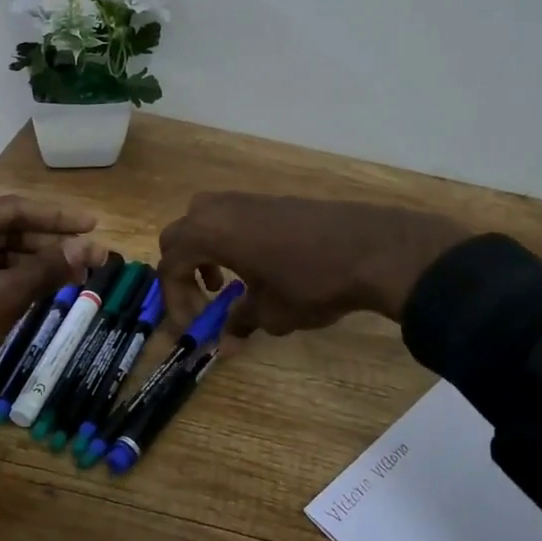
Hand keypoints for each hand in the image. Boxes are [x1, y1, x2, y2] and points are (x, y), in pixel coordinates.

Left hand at [0, 197, 105, 433]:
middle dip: (49, 244)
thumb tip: (90, 248)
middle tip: (91, 255)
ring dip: (35, 264)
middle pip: (5, 230)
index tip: (94, 224)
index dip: (57, 218)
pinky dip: (16, 281)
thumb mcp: (2, 296)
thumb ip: (48, 268)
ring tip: (77, 273)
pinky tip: (46, 288)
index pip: (12, 209)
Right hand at [156, 193, 468, 335]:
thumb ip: (239, 322)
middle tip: (202, 300)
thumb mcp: (270, 313)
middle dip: (183, 270)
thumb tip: (227, 341)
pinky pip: (233, 216)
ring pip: (205, 219)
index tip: (193, 326)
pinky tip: (258, 266)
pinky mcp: (273, 200)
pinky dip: (230, 240)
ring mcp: (247, 199)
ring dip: (205, 251)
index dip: (174, 299)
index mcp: (209, 233)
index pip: (170, 264)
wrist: (371, 248)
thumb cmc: (310, 283)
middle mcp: (220, 208)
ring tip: (227, 281)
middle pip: (179, 235)